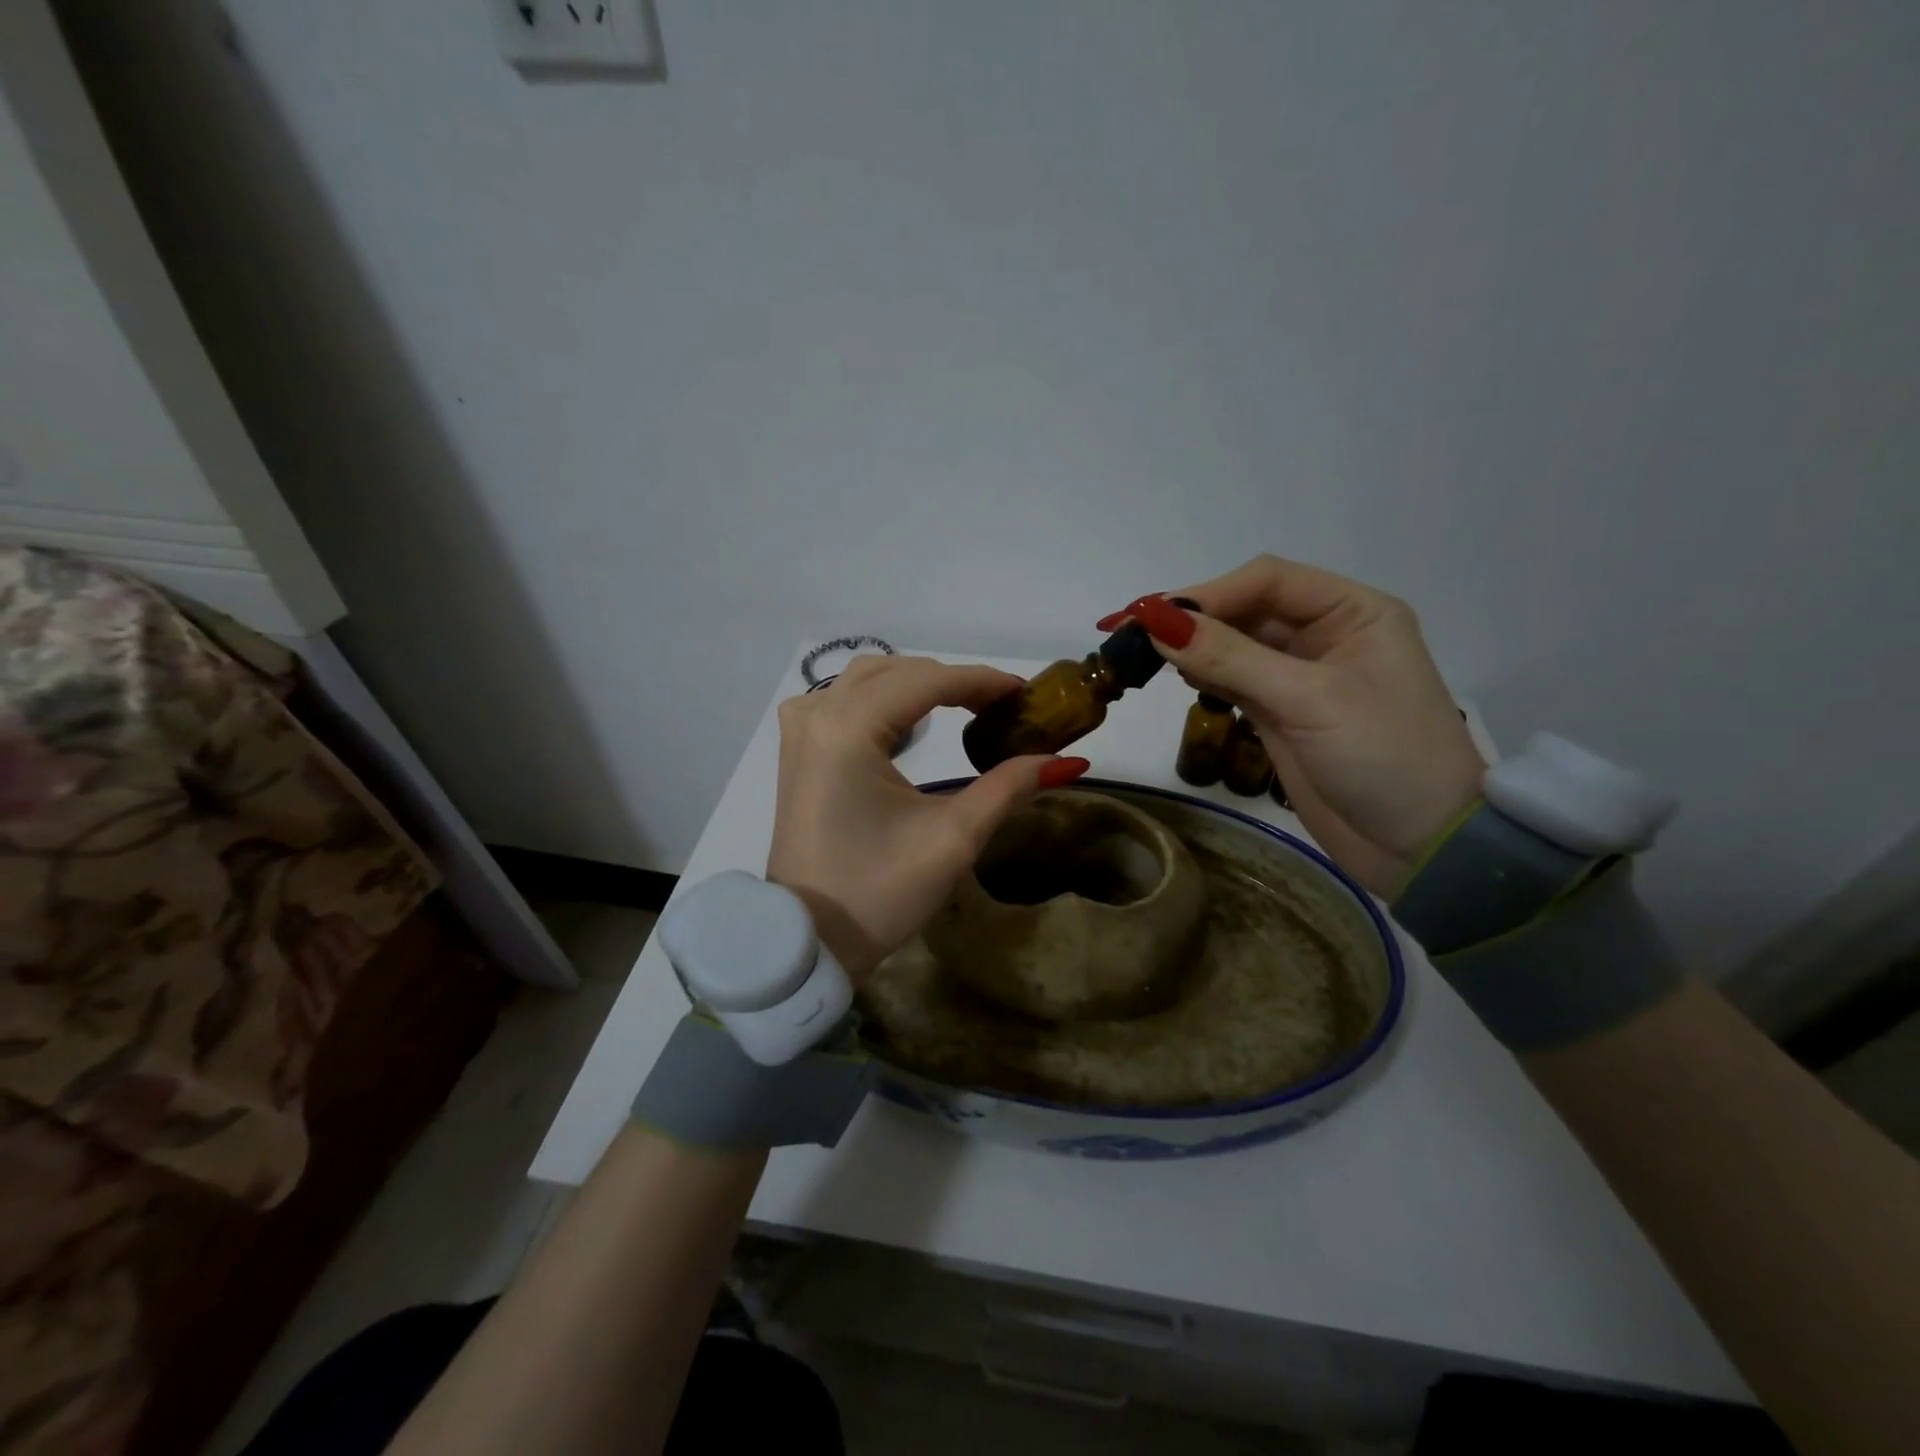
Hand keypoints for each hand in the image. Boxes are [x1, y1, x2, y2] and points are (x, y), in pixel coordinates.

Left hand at [766, 656, 1088, 975]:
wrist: (810, 939)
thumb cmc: (879, 892)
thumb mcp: (952, 839)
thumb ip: (1008, 788)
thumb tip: (1066, 760)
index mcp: (847, 729)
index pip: (926, 682)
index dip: (981, 681)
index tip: (1025, 693)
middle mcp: (817, 716)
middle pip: (897, 673)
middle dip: (952, 682)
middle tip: (1001, 707)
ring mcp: (800, 731)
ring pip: (866, 680)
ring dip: (916, 685)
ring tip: (963, 708)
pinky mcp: (796, 751)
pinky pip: (841, 701)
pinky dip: (882, 700)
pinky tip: (907, 721)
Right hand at [1099, 557, 1484, 894]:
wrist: (1421, 848)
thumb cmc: (1383, 758)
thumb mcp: (1308, 700)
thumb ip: (1231, 659)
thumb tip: (1156, 621)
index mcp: (1353, 611)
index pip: (1268, 581)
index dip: (1208, 593)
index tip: (1150, 615)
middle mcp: (1326, 634)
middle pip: (1246, 608)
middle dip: (1193, 618)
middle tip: (1131, 634)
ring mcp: (1301, 676)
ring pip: (1234, 644)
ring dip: (1192, 646)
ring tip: (1144, 654)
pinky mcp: (1281, 713)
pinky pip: (1233, 679)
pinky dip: (1203, 675)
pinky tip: (1176, 676)